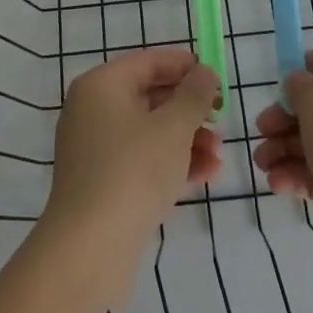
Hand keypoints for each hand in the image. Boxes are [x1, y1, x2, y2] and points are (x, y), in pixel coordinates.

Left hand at [39, 49, 221, 306]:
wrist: (89, 250)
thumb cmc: (133, 171)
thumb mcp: (173, 127)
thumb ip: (194, 95)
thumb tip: (204, 72)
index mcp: (102, 85)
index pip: (149, 62)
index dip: (185, 67)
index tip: (217, 78)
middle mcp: (93, 110)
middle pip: (150, 97)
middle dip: (190, 109)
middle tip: (222, 118)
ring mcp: (96, 149)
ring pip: (149, 132)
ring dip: (187, 139)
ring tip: (219, 155)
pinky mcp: (102, 183)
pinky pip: (142, 160)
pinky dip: (171, 163)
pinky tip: (206, 175)